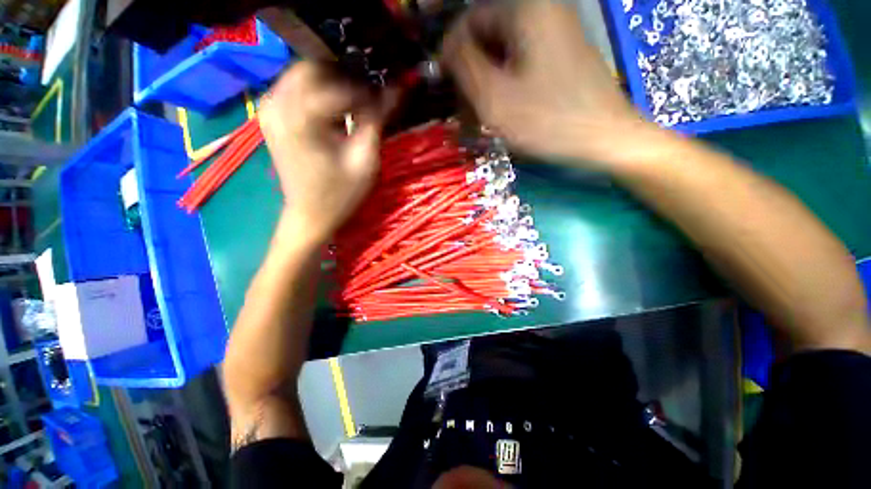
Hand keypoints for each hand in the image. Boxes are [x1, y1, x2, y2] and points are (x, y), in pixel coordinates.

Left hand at [258, 62, 392, 242]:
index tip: (384, 100)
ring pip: (302, 73)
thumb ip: (376, 121)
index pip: (339, 85)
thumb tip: (395, 90)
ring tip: (354, 103)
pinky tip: (333, 109)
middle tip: (368, 96)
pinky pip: (294, 86)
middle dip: (345, 77)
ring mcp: (269, 108)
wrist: (309, 215)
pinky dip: (317, 90)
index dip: (366, 91)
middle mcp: (277, 104)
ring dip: (331, 82)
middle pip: (314, 67)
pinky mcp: (270, 115)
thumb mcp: (364, 161)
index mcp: (301, 119)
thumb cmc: (340, 195)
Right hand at [442, 1, 653, 166]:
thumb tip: (444, 50)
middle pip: (486, 38)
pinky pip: (521, 64)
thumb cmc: (547, 120)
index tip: (443, 88)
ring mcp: (555, 32)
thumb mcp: (494, 97)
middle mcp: (542, 10)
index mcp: (525, 9)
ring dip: (485, 86)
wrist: (604, 139)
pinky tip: (501, 113)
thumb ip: (462, 65)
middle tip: (464, 112)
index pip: (468, 20)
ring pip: (503, 54)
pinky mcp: (561, 54)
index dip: (449, 54)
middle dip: (469, 75)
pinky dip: (505, 87)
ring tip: (480, 119)